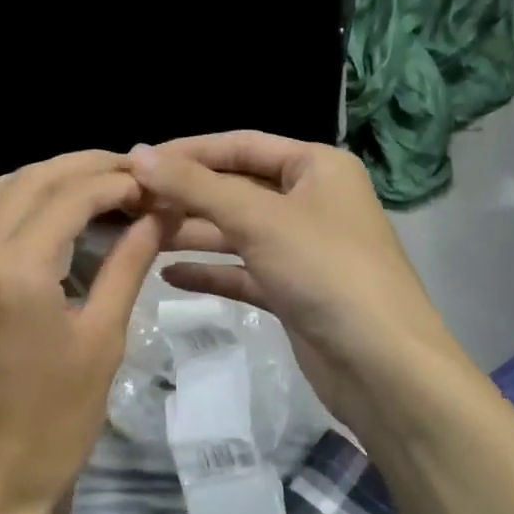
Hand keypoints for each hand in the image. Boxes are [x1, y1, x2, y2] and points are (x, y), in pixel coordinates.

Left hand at [0, 151, 161, 513]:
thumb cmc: (54, 422)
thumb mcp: (102, 340)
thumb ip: (129, 264)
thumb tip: (158, 215)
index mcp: (13, 271)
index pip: (69, 196)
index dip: (116, 181)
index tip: (153, 184)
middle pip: (31, 180)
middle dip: (85, 167)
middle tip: (132, 173)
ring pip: (1, 193)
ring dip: (51, 179)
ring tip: (101, 185)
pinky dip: (23, 204)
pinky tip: (57, 214)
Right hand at [128, 132, 462, 427]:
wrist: (384, 368)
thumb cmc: (325, 271)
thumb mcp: (258, 219)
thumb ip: (195, 186)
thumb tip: (138, 155)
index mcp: (316, 166)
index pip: (241, 145)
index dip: (188, 151)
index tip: (136, 162)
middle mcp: (311, 200)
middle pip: (236, 188)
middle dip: (185, 196)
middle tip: (130, 204)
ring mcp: (303, 248)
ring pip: (237, 231)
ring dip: (191, 233)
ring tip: (138, 236)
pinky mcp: (294, 290)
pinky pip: (243, 271)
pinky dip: (210, 271)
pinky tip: (168, 275)